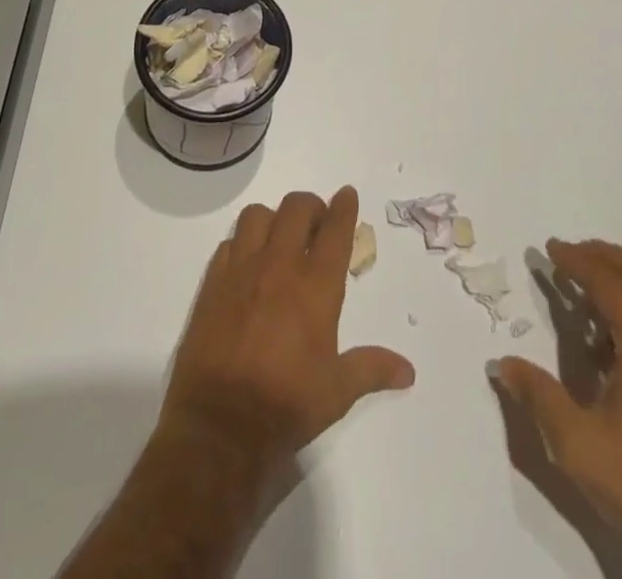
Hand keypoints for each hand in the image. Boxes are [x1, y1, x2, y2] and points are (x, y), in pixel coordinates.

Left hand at [160, 186, 414, 477]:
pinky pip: (228, 243)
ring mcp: (242, 270)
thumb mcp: (337, 392)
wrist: (220, 427)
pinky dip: (241, 244)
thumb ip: (372, 369)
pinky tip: (247, 265)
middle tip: (316, 225)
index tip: (347, 194)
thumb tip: (408, 371)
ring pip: (258, 215)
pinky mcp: (213, 282)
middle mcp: (280, 265)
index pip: (335, 229)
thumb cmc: (286, 406)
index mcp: (316, 286)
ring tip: (279, 239)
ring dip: (273, 219)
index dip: (344, 206)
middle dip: (311, 207)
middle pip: (297, 207)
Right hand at [493, 240, 621, 578]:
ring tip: (582, 284)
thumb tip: (502, 364)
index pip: (610, 282)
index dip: (577, 260)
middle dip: (603, 255)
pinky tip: (606, 332)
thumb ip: (539, 396)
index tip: (549, 250)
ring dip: (620, 276)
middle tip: (567, 255)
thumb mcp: (577, 445)